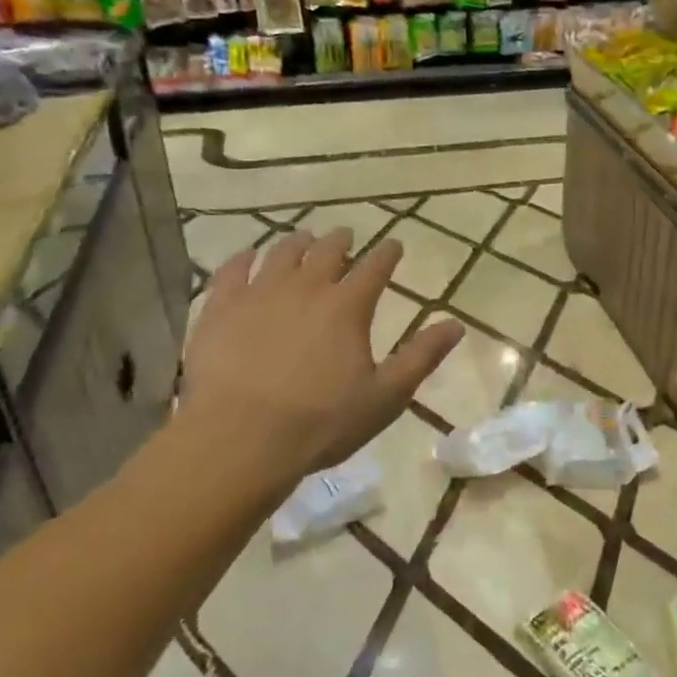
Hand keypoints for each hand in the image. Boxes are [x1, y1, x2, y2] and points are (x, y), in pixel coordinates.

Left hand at [179, 229, 462, 484]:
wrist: (238, 439)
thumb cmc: (320, 423)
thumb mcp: (385, 396)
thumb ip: (421, 357)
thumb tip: (456, 324)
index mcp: (347, 307)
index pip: (375, 267)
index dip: (388, 253)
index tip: (394, 245)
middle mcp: (305, 287)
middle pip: (327, 250)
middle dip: (341, 240)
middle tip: (346, 237)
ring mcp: (259, 293)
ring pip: (282, 252)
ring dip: (298, 242)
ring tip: (304, 240)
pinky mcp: (220, 307)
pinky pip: (231, 270)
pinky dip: (243, 258)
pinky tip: (247, 257)